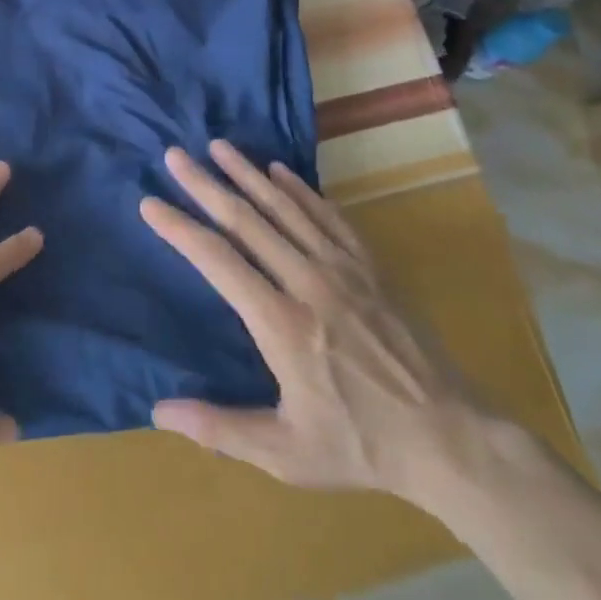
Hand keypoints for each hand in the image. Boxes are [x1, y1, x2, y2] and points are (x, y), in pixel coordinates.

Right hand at [140, 141, 484, 502]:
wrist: (450, 438)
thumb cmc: (360, 445)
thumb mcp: (286, 454)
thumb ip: (220, 428)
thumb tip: (158, 411)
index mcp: (281, 324)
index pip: (218, 261)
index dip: (180, 229)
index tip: (150, 203)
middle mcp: (308, 282)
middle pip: (247, 220)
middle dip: (206, 185)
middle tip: (175, 156)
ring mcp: (343, 269)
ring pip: (286, 208)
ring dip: (248, 174)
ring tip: (218, 146)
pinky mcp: (369, 267)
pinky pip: (328, 216)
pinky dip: (301, 189)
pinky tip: (279, 170)